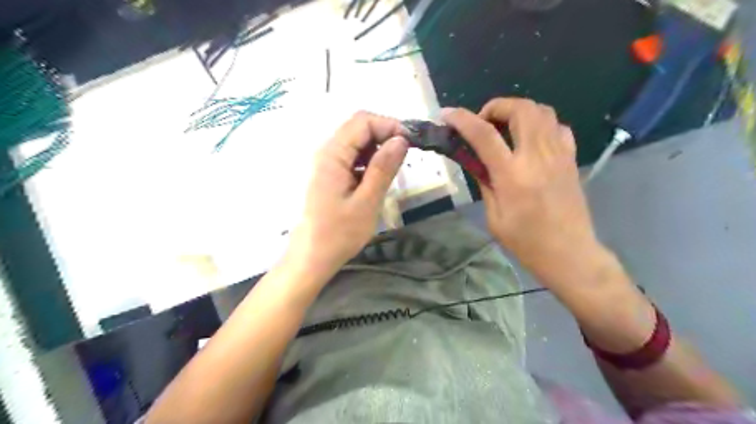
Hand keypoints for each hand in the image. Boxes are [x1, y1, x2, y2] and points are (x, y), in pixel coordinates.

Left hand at [289, 111, 406, 279]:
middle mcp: (326, 152)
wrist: (312, 256)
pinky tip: (377, 177)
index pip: (362, 122)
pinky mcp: (330, 174)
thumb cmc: (339, 234)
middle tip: (404, 156)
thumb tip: (401, 139)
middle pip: (358, 127)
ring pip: (356, 141)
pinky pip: (352, 156)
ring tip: (393, 169)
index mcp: (332, 155)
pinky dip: (369, 160)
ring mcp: (327, 163)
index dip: (389, 126)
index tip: (410, 143)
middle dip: (385, 135)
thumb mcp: (367, 202)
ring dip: (378, 148)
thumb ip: (383, 168)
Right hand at [444, 97, 595, 270]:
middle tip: (483, 122)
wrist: (569, 252)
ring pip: (542, 110)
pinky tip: (530, 138)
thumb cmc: (526, 241)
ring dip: (518, 111)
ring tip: (504, 127)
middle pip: (520, 109)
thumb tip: (475, 160)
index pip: (484, 135)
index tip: (447, 114)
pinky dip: (540, 123)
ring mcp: (558, 154)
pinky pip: (557, 126)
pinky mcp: (570, 158)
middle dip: (496, 106)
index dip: (462, 119)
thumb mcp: (494, 216)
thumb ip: (484, 182)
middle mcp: (537, 156)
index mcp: (513, 174)